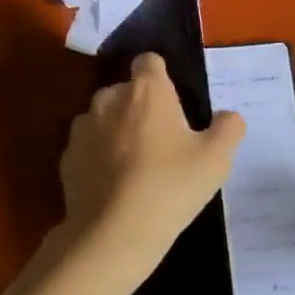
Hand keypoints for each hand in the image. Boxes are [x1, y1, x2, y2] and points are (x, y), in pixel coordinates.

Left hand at [60, 53, 244, 271]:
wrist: (114, 233)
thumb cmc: (171, 186)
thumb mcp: (216, 159)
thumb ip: (228, 128)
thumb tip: (228, 116)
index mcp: (147, 91)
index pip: (149, 61)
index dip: (161, 76)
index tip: (173, 100)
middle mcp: (109, 98)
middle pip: (126, 91)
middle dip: (140, 107)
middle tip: (161, 141)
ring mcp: (82, 128)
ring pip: (103, 119)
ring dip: (116, 132)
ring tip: (135, 167)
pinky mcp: (66, 158)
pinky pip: (88, 148)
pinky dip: (98, 159)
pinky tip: (114, 187)